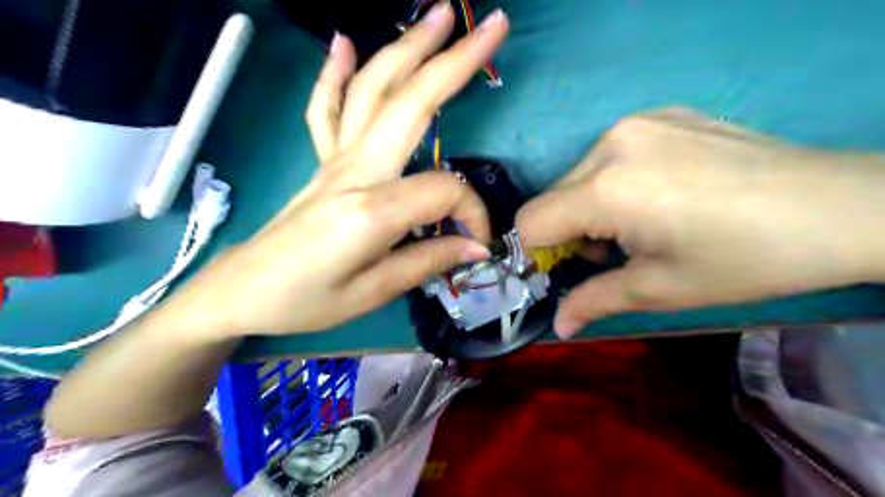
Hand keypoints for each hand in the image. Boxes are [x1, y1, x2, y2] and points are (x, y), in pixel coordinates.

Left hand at [171, 1, 508, 335]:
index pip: (444, 192)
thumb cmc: (304, 301)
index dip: (471, 214)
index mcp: (371, 209)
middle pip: (411, 103)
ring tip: (438, 15)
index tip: (476, 244)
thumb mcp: (373, 292)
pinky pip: (327, 109)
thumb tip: (476, 247)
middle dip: (455, 62)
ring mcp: (334, 159)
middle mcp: (354, 170)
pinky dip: (337, 73)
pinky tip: (345, 42)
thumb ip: (428, 261)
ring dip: (407, 49)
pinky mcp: (321, 162)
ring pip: (373, 91)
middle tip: (492, 27)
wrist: (241, 291)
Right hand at [515, 106, 884, 336]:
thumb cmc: (744, 259)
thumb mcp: (660, 289)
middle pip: (553, 196)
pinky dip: (614, 181)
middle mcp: (611, 144)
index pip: (531, 220)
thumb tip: (559, 326)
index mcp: (607, 189)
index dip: (536, 252)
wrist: (841, 207)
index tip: (563, 270)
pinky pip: (610, 154)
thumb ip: (594, 302)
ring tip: (639, 223)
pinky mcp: (660, 115)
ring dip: (590, 206)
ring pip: (579, 175)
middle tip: (611, 252)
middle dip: (567, 231)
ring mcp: (637, 123)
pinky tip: (660, 193)